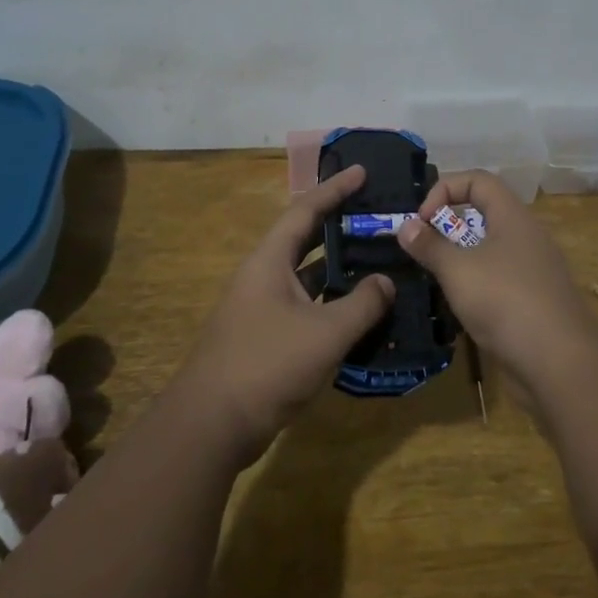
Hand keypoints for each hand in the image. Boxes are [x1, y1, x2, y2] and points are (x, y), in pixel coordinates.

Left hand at [174, 164, 393, 464]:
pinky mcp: (265, 337)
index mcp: (269, 261)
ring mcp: (262, 308)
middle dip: (339, 225)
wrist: (211, 425)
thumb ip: (362, 304)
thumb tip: (387, 281)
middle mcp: (263, 276)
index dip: (334, 189)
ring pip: (306, 277)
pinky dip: (331, 303)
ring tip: (377, 259)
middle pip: (304, 239)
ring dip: (337, 268)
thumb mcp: (325, 333)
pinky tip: (359, 312)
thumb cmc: (266, 365)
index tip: (362, 171)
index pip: (305, 210)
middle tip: (376, 216)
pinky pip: (305, 306)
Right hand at [397, 171, 597, 386]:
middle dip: (449, 227)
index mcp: (513, 217)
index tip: (422, 220)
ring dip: (460, 259)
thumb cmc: (505, 302)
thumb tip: (406, 226)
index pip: (478, 180)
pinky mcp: (536, 301)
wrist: (561, 364)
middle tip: (424, 251)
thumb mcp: (458, 270)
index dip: (445, 189)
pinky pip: (500, 280)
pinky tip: (462, 309)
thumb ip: (429, 246)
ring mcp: (535, 270)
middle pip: (484, 214)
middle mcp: (527, 236)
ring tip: (437, 281)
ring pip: (490, 250)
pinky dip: (477, 286)